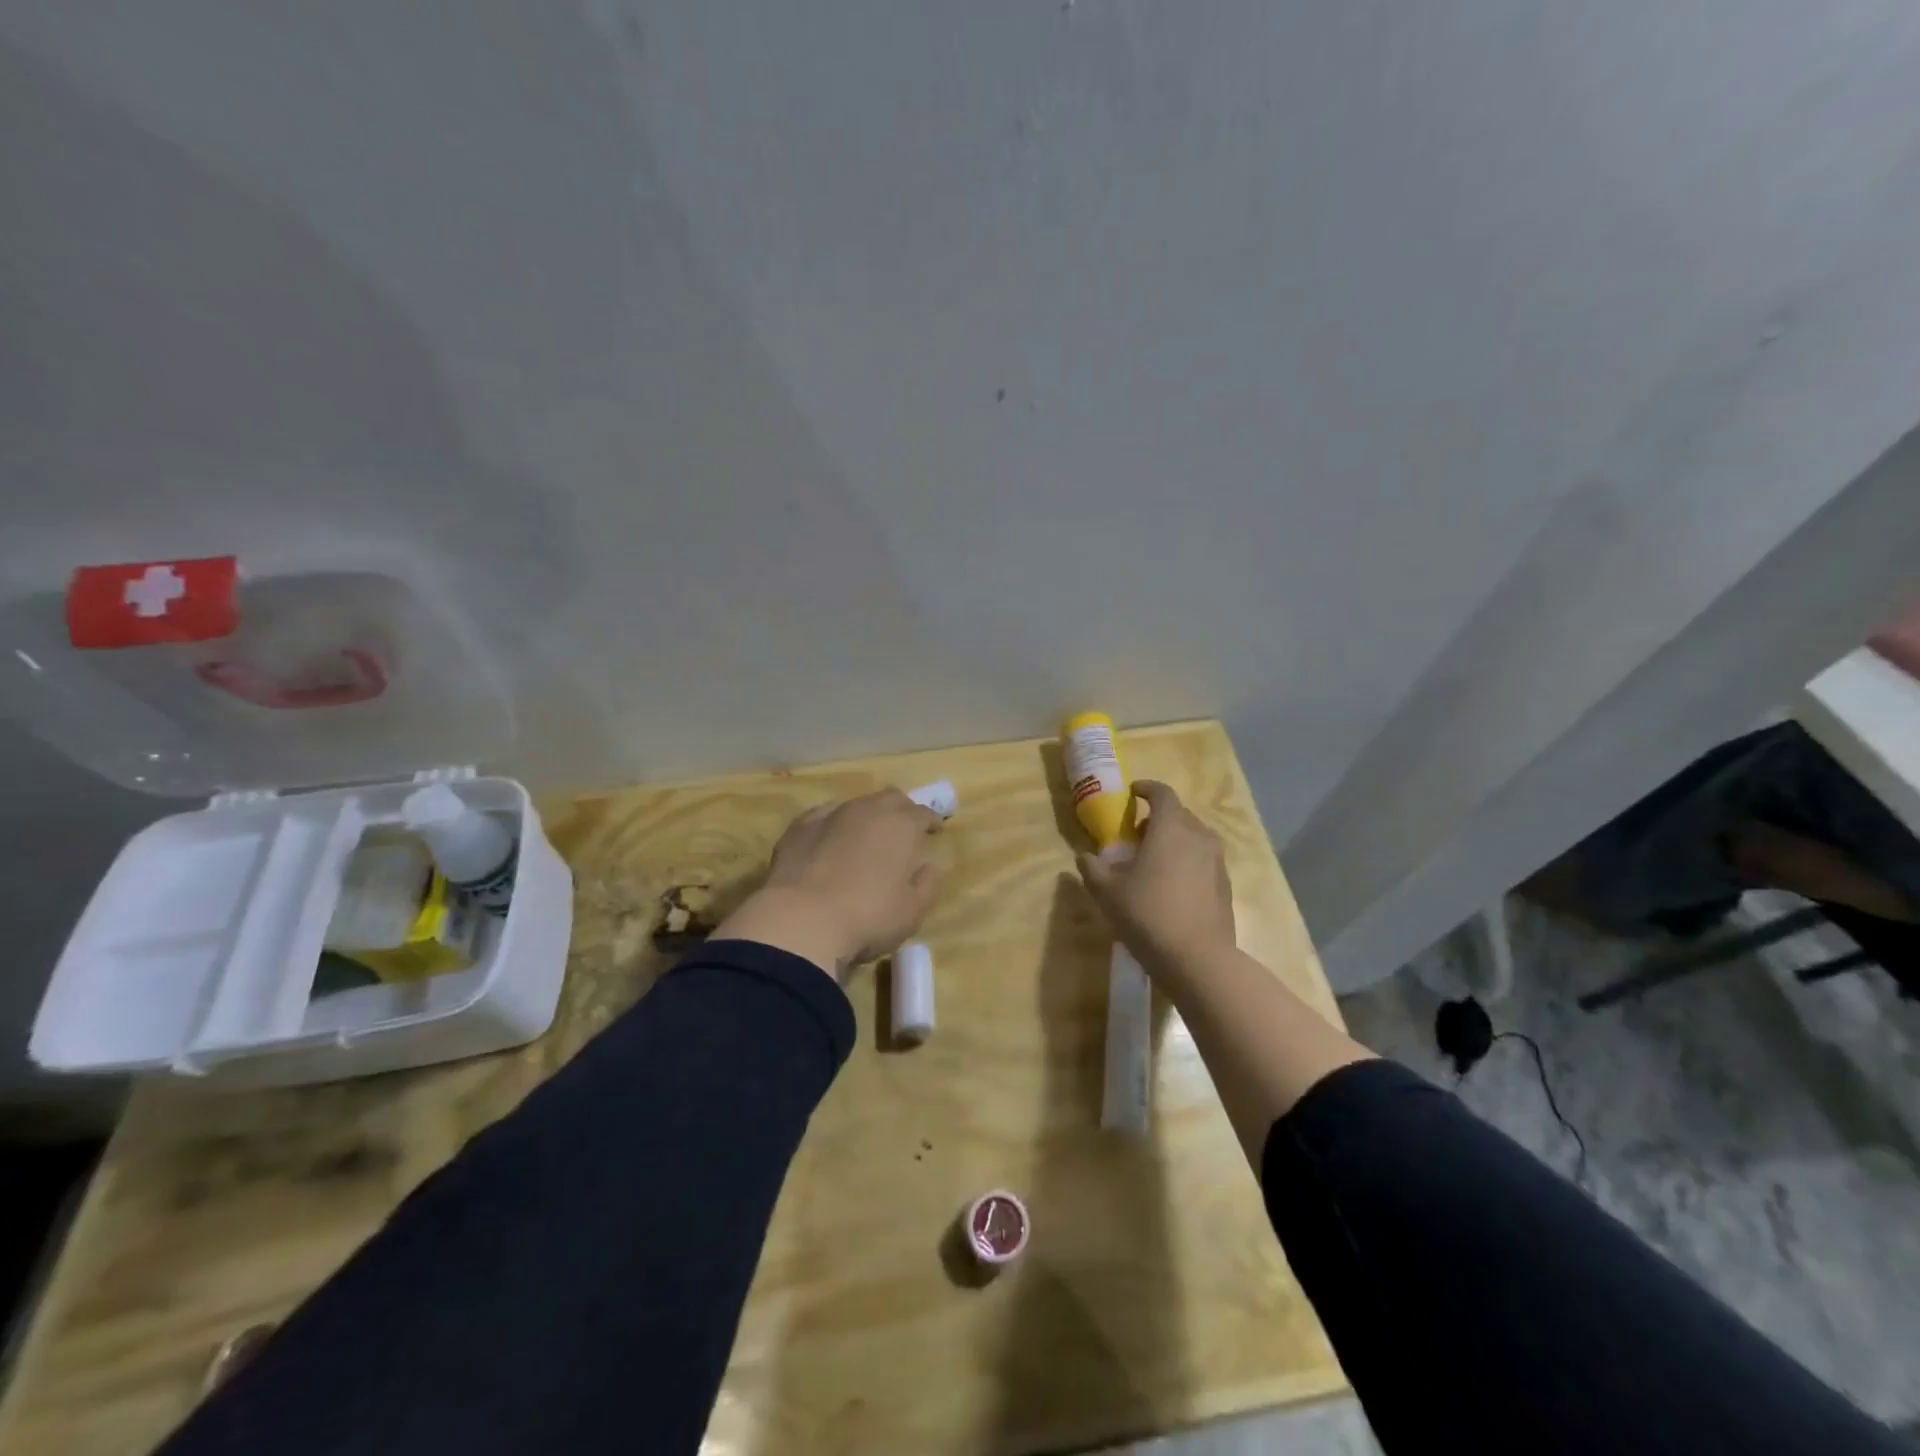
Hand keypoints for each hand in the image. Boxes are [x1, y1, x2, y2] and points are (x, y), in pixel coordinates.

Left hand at [714, 789, 942, 976]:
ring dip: (867, 817)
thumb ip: (927, 884)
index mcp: (902, 825)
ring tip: (865, 838)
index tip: (934, 832)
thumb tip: (928, 866)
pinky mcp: (800, 827)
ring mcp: (831, 814)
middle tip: (903, 831)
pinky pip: (824, 816)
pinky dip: (834, 824)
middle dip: (901, 811)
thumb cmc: (868, 917)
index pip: (923, 813)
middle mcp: (868, 810)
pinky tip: (830, 840)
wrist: (801, 920)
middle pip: (891, 799)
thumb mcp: (913, 911)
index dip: (931, 821)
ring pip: (857, 804)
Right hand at [1077, 780, 1235, 974]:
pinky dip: (1187, 862)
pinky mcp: (1225, 885)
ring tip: (1154, 861)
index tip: (1133, 793)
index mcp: (1170, 828)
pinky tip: (1172, 886)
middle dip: (1158, 818)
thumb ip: (1093, 869)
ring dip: (1174, 840)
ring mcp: (1217, 861)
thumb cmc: (1148, 914)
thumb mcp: (1107, 892)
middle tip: (1137, 834)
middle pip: (1179, 815)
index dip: (1147, 789)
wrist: (1198, 959)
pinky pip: (1204, 861)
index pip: (1162, 793)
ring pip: (1194, 838)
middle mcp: (1198, 836)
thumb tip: (1085, 856)